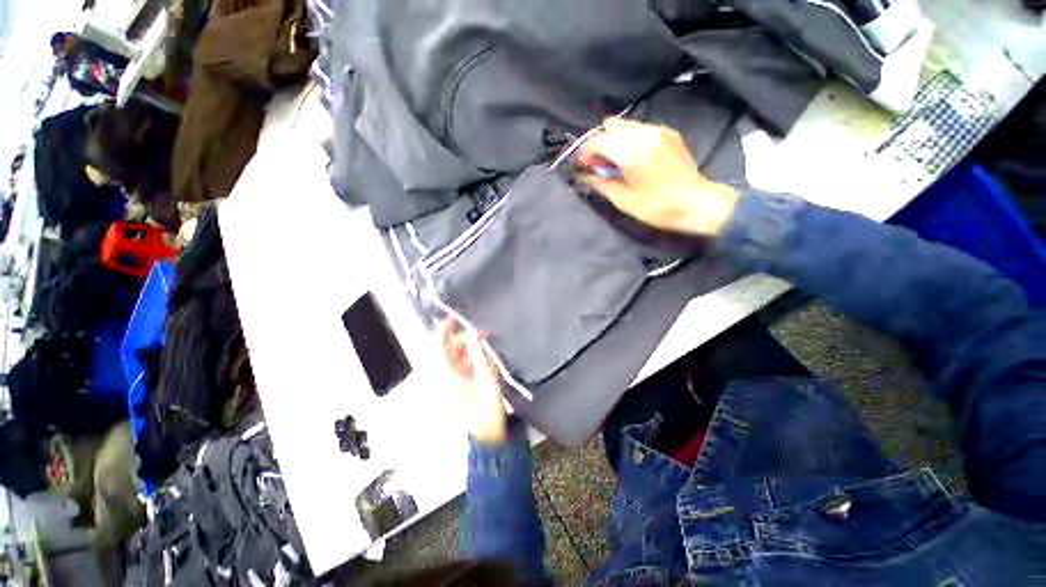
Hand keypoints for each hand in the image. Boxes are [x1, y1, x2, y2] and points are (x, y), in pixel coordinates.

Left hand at [439, 318, 507, 444]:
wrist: (488, 432)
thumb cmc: (485, 409)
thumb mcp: (486, 378)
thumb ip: (480, 355)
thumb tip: (475, 335)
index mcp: (448, 374)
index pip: (440, 346)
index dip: (444, 330)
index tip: (453, 317)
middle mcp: (449, 374)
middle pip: (451, 348)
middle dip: (464, 337)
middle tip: (480, 330)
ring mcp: (457, 378)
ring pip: (460, 355)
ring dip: (471, 346)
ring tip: (487, 341)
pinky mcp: (464, 382)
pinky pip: (467, 363)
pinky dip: (475, 356)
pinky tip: (486, 355)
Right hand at [579, 118, 740, 236]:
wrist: (695, 202)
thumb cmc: (657, 207)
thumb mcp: (624, 201)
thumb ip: (602, 185)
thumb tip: (586, 177)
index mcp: (631, 154)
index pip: (599, 140)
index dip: (586, 151)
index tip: (583, 164)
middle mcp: (644, 136)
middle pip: (612, 125)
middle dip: (601, 141)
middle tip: (600, 161)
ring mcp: (659, 132)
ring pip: (627, 124)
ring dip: (616, 139)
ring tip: (617, 159)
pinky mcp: (669, 133)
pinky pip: (642, 128)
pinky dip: (632, 138)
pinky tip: (635, 156)